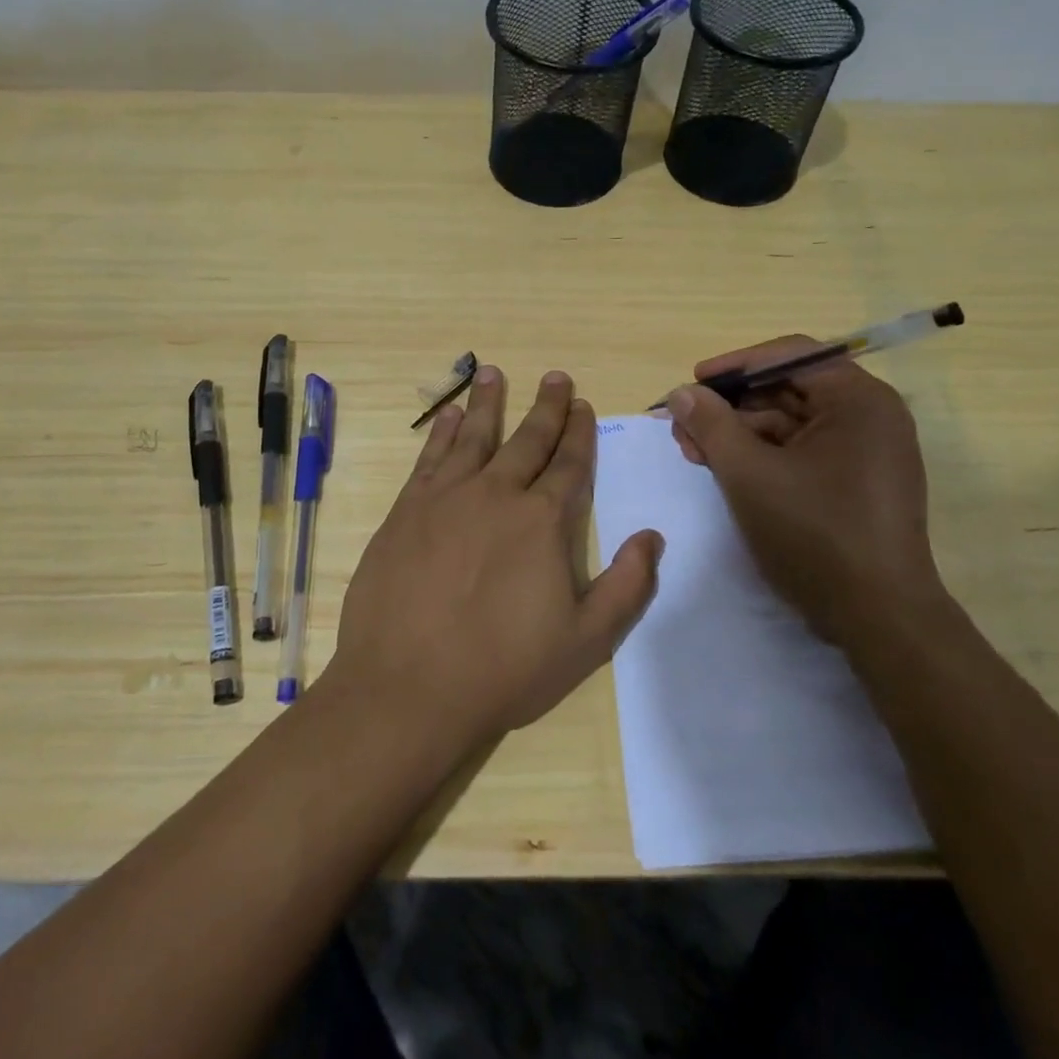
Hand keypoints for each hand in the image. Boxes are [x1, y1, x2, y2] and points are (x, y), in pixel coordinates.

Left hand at [325, 365, 664, 750]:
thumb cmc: (503, 669)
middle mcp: (496, 495)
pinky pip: (430, 457)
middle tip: (555, 377)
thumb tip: (652, 537)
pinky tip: (450, 415)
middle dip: (546, 407)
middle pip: (527, 439)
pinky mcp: (406, 510)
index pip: (569, 464)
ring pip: (475, 436)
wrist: (408, 687)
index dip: (580, 433)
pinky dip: (443, 432)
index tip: (584, 405)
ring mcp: (446, 498)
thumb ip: (626, 586)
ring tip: (494, 372)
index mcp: (541, 522)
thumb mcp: (585, 641)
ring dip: (489, 402)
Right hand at [666, 339, 947, 644]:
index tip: (693, 383)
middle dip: (731, 407)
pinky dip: (764, 457)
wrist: (880, 619)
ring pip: (792, 424)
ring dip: (741, 434)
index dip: (735, 366)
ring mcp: (868, 452)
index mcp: (858, 400)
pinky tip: (728, 471)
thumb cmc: (815, 535)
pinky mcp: (859, 483)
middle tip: (685, 427)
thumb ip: (711, 426)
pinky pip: (804, 453)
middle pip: (788, 390)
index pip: (791, 355)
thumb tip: (681, 393)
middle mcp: (870, 416)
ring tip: (696, 453)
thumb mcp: (749, 475)